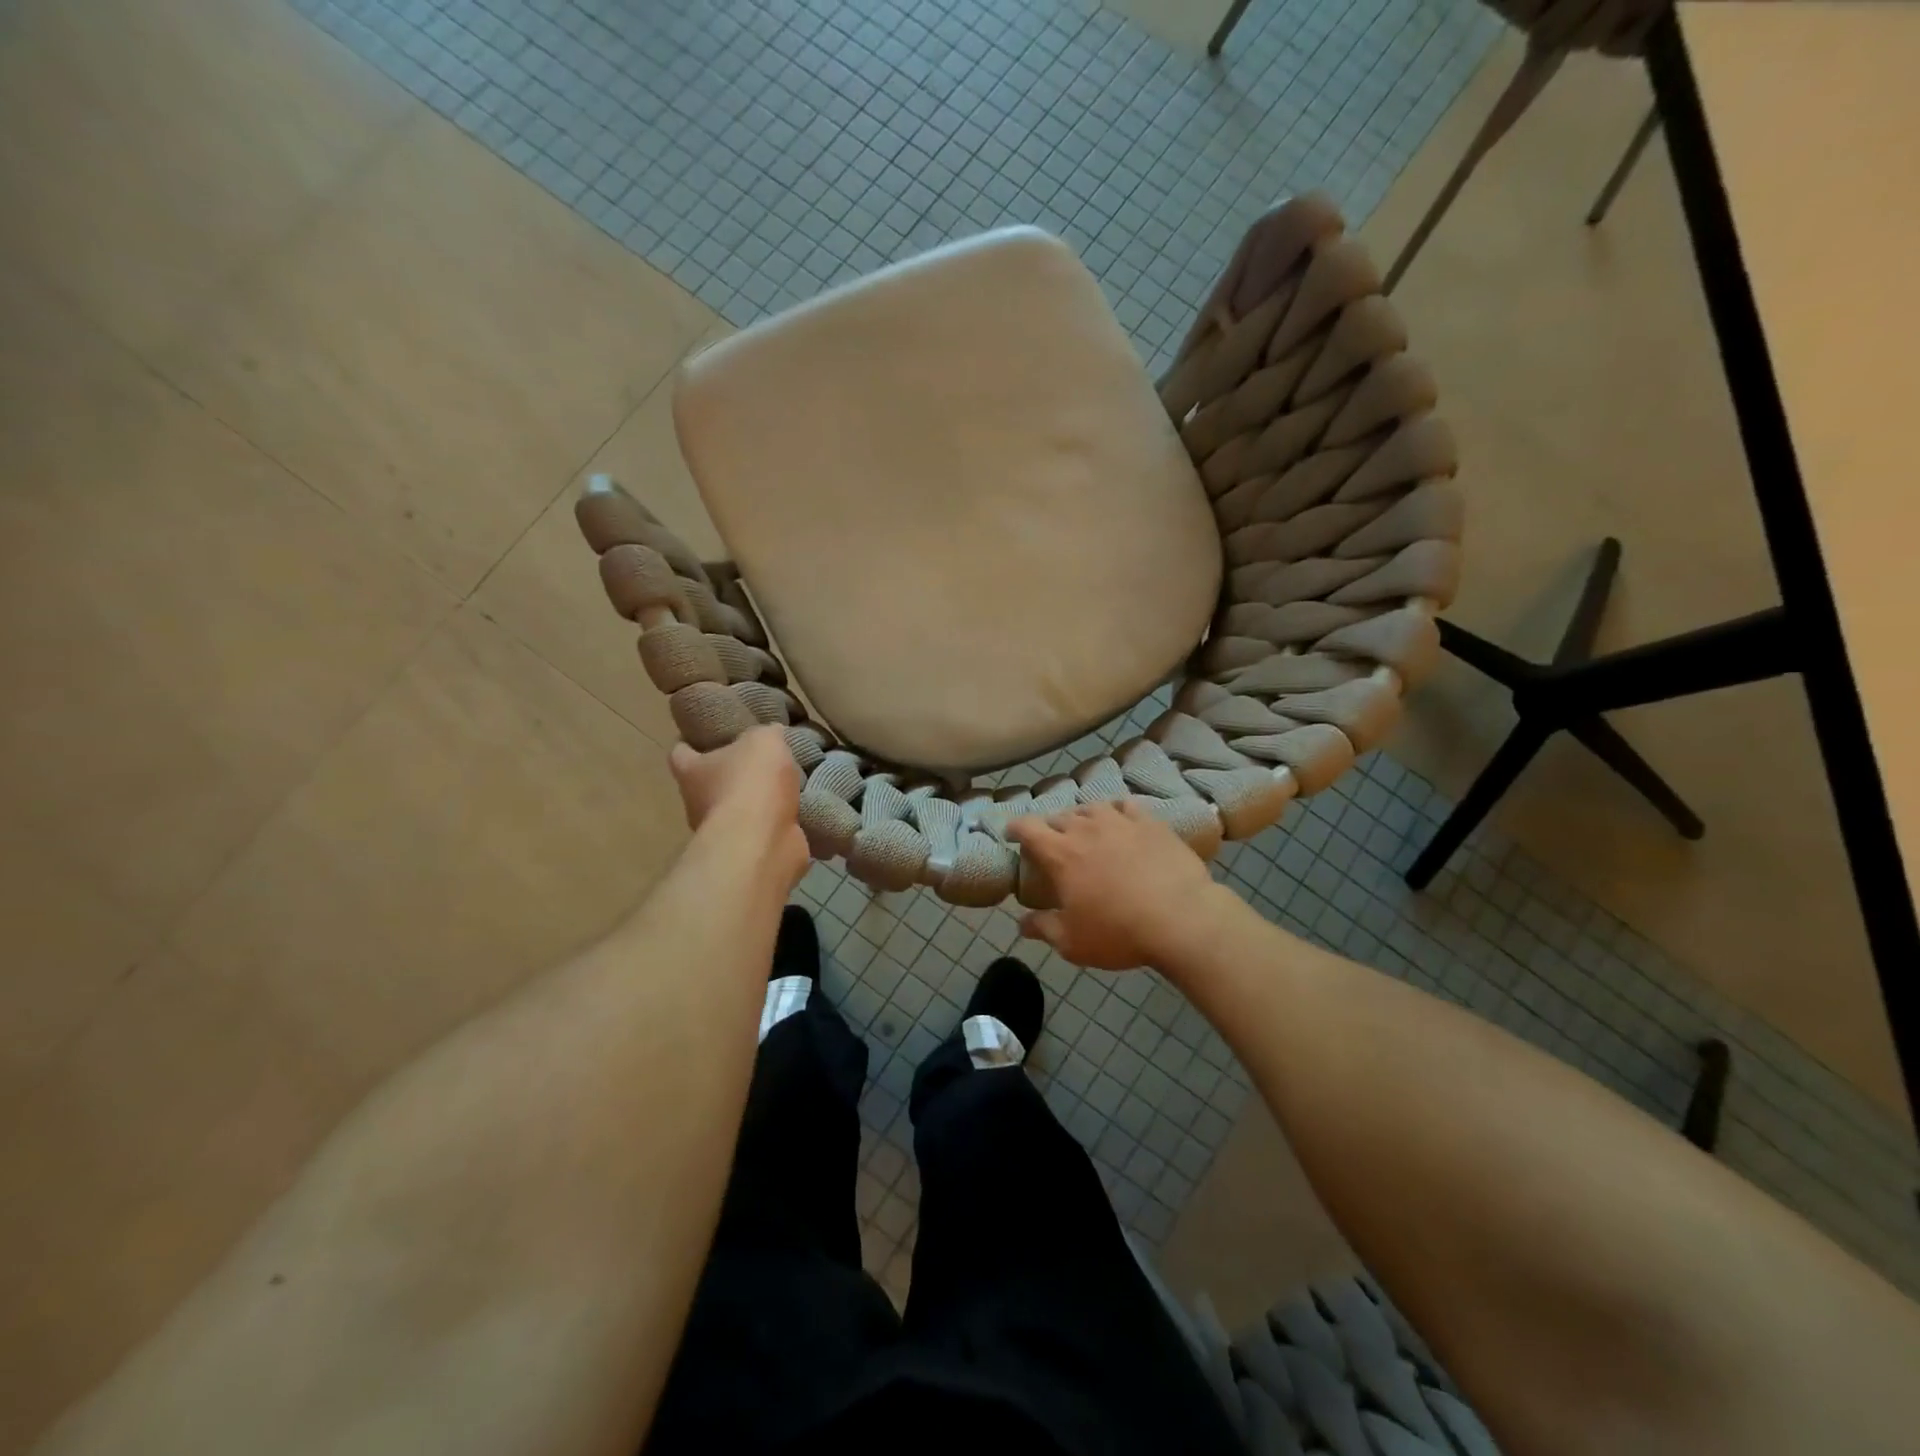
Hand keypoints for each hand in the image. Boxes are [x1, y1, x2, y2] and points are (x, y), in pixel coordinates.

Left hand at [668, 727, 807, 886]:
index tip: (710, 734)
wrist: (763, 842)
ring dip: (759, 800)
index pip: (680, 752)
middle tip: (762, 757)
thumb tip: (773, 735)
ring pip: (739, 808)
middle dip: (733, 772)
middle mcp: (698, 802)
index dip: (692, 741)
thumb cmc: (751, 783)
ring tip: (788, 783)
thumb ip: (766, 733)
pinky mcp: (748, 851)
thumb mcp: (763, 740)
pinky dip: (778, 821)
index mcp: (691, 771)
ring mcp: (722, 831)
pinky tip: (800, 808)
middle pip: (711, 782)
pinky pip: (763, 829)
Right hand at [1008, 801, 1224, 969]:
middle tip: (1054, 844)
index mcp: (1060, 854)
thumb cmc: (1118, 932)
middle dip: (1051, 828)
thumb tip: (1022, 924)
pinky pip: (1126, 806)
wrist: (1181, 918)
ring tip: (1087, 830)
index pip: (1027, 827)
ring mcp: (1120, 821)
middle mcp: (1086, 828)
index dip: (1015, 827)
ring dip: (1083, 817)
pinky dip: (1117, 811)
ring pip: (1092, 808)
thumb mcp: (1072, 942)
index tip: (1012, 834)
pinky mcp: (1150, 822)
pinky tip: (1122, 820)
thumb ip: (1043, 928)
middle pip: (1059, 817)